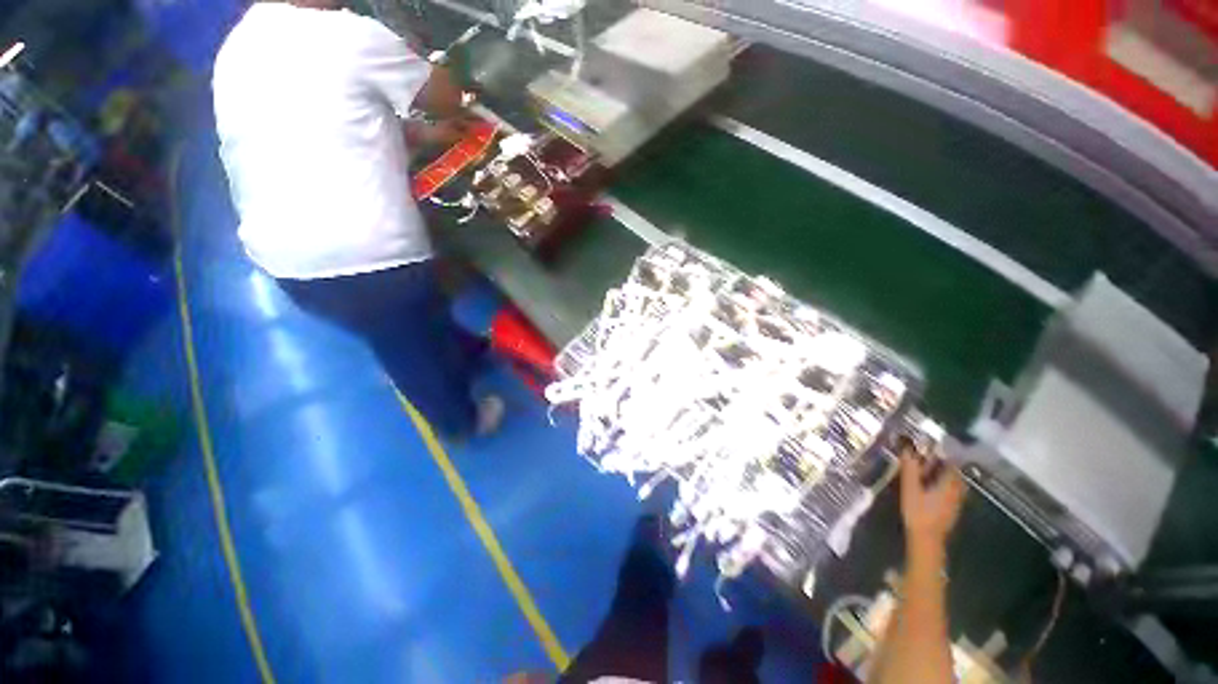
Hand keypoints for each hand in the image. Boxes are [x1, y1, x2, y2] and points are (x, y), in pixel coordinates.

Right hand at [899, 446, 965, 549]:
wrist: (926, 540)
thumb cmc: (918, 512)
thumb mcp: (910, 488)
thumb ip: (910, 468)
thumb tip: (907, 448)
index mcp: (949, 484)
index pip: (952, 464)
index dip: (944, 453)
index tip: (933, 447)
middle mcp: (957, 492)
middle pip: (955, 474)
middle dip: (945, 465)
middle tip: (930, 458)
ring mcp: (955, 503)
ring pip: (954, 484)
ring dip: (944, 476)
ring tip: (929, 471)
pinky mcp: (951, 511)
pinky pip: (951, 493)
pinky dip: (943, 486)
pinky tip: (931, 488)